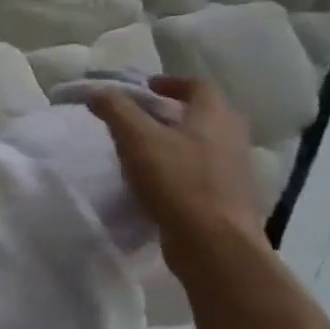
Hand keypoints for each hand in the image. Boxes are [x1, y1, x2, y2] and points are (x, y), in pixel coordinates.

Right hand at [88, 76, 266, 271]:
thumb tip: (95, 91)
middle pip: (204, 115)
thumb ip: (115, 109)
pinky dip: (181, 169)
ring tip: (144, 150)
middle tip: (142, 116)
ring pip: (203, 145)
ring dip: (176, 142)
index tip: (145, 88)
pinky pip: (202, 173)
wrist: (215, 246)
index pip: (197, 86)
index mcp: (214, 117)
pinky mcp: (228, 200)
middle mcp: (232, 139)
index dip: (170, 82)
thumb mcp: (136, 138)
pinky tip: (158, 182)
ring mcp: (234, 172)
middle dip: (173, 112)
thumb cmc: (178, 181)